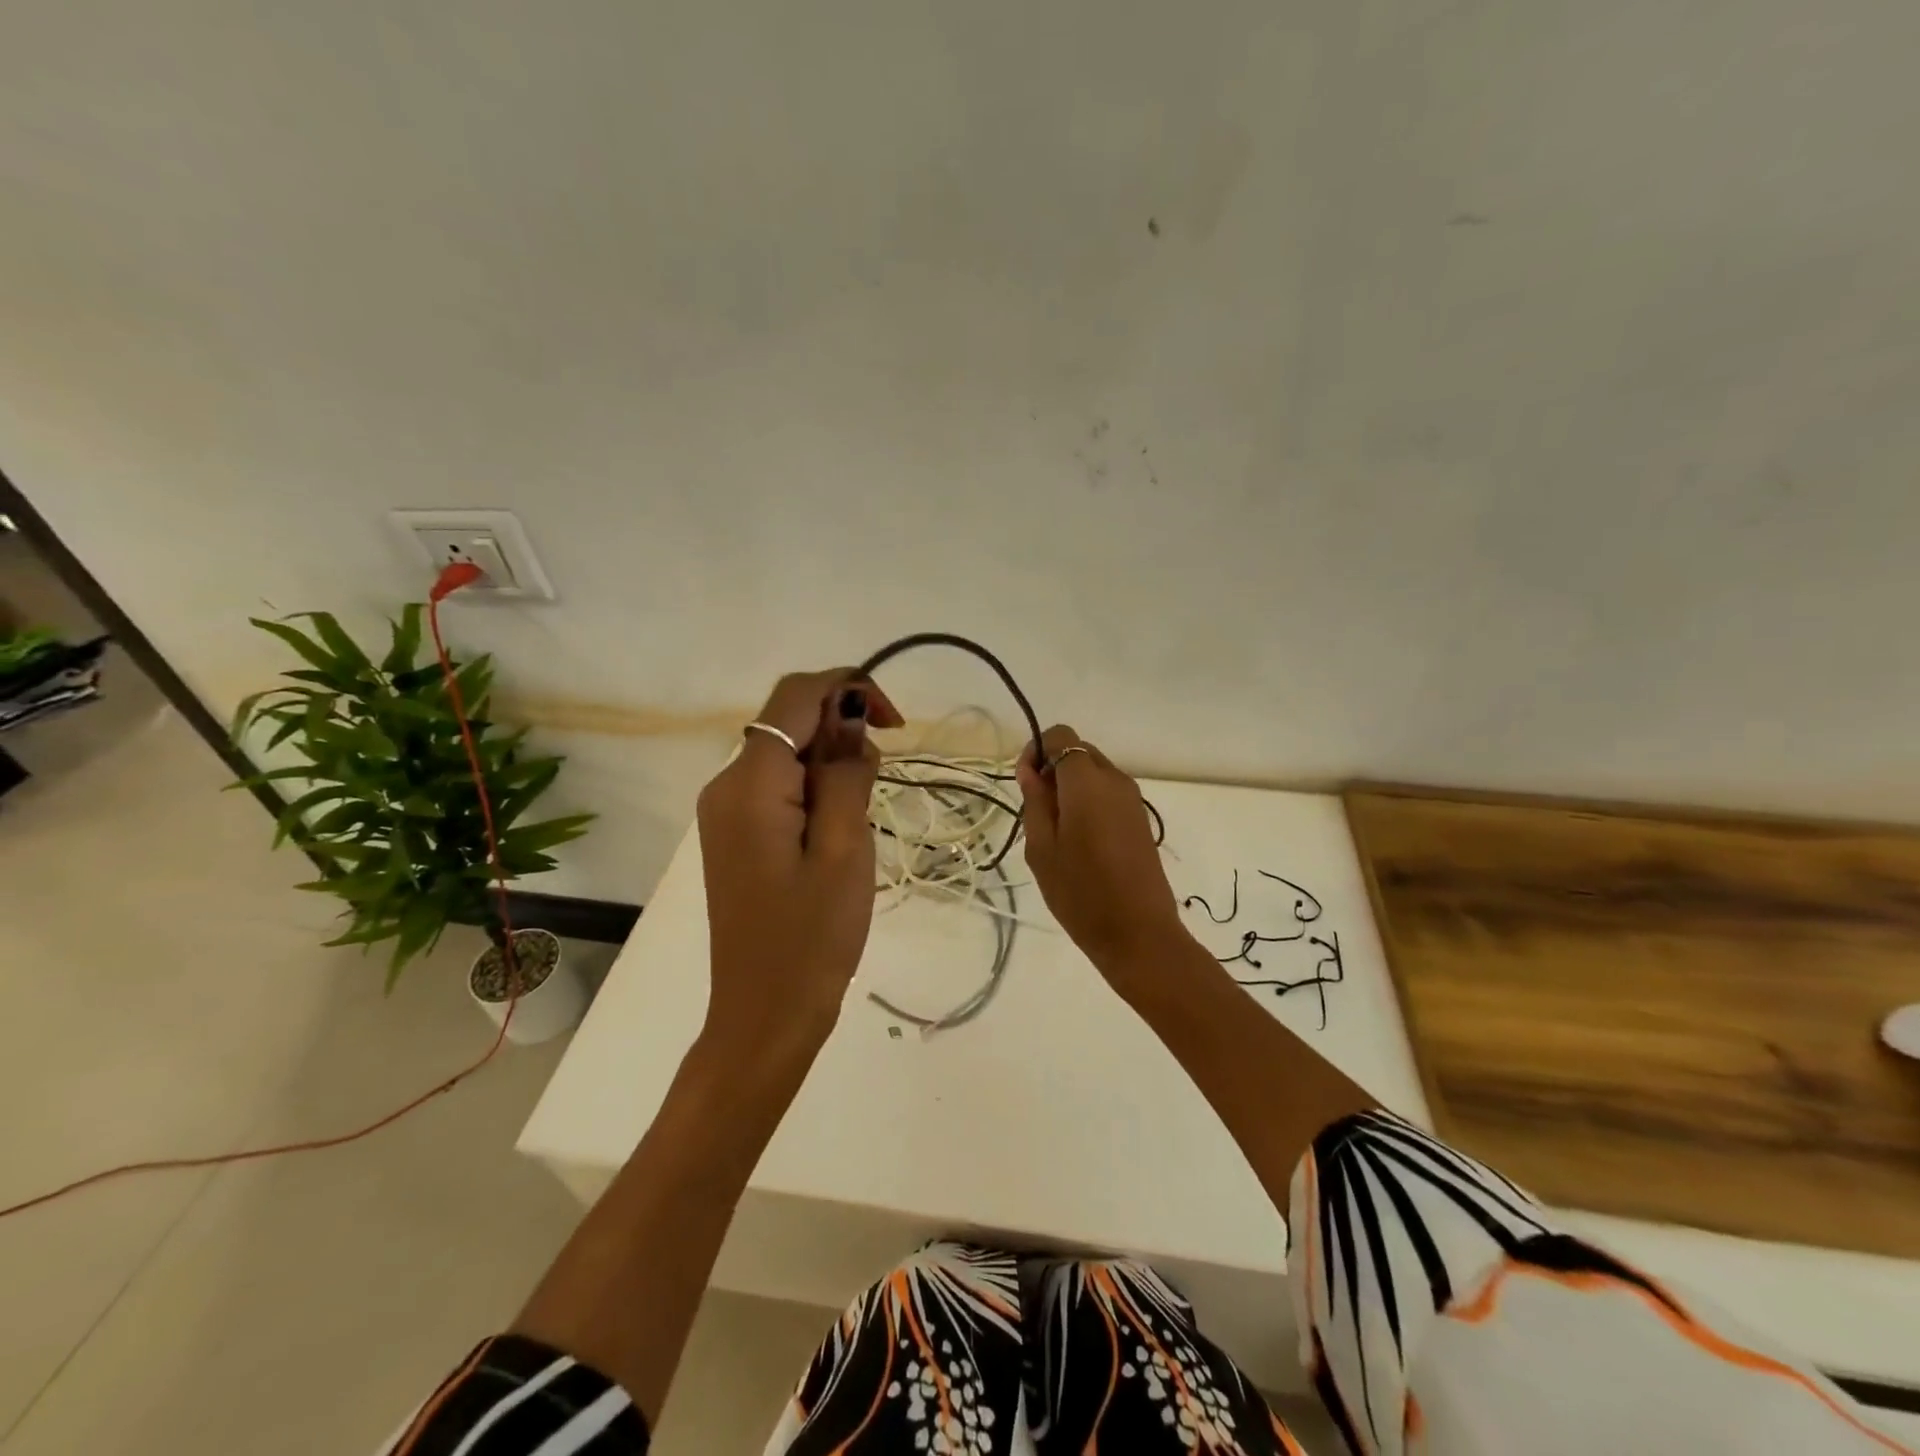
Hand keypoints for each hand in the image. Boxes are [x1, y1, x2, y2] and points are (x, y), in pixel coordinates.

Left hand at [696, 669, 902, 1057]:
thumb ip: (846, 773)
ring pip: (785, 752)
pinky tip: (839, 825)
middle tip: (882, 779)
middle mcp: (726, 785)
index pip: (795, 696)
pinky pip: (778, 785)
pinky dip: (815, 785)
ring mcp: (725, 811)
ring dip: (831, 760)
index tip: (895, 723)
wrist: (764, 1016)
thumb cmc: (812, 939)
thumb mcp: (844, 849)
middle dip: (841, 727)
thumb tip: (849, 718)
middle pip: (787, 721)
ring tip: (863, 813)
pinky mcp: (735, 834)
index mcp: (749, 784)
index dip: (848, 687)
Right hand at [1016, 725, 1191, 994]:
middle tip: (1037, 810)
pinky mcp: (1141, 819)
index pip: (1061, 736)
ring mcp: (1133, 799)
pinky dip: (1089, 801)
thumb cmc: (1081, 893)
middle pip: (1079, 751)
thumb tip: (1031, 770)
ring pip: (1095, 772)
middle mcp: (1115, 780)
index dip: (1037, 750)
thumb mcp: (1042, 848)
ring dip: (1071, 787)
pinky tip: (1080, 841)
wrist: (1138, 934)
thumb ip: (1036, 801)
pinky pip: (1108, 793)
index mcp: (1087, 782)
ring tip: (1057, 831)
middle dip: (1054, 768)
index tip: (1026, 784)